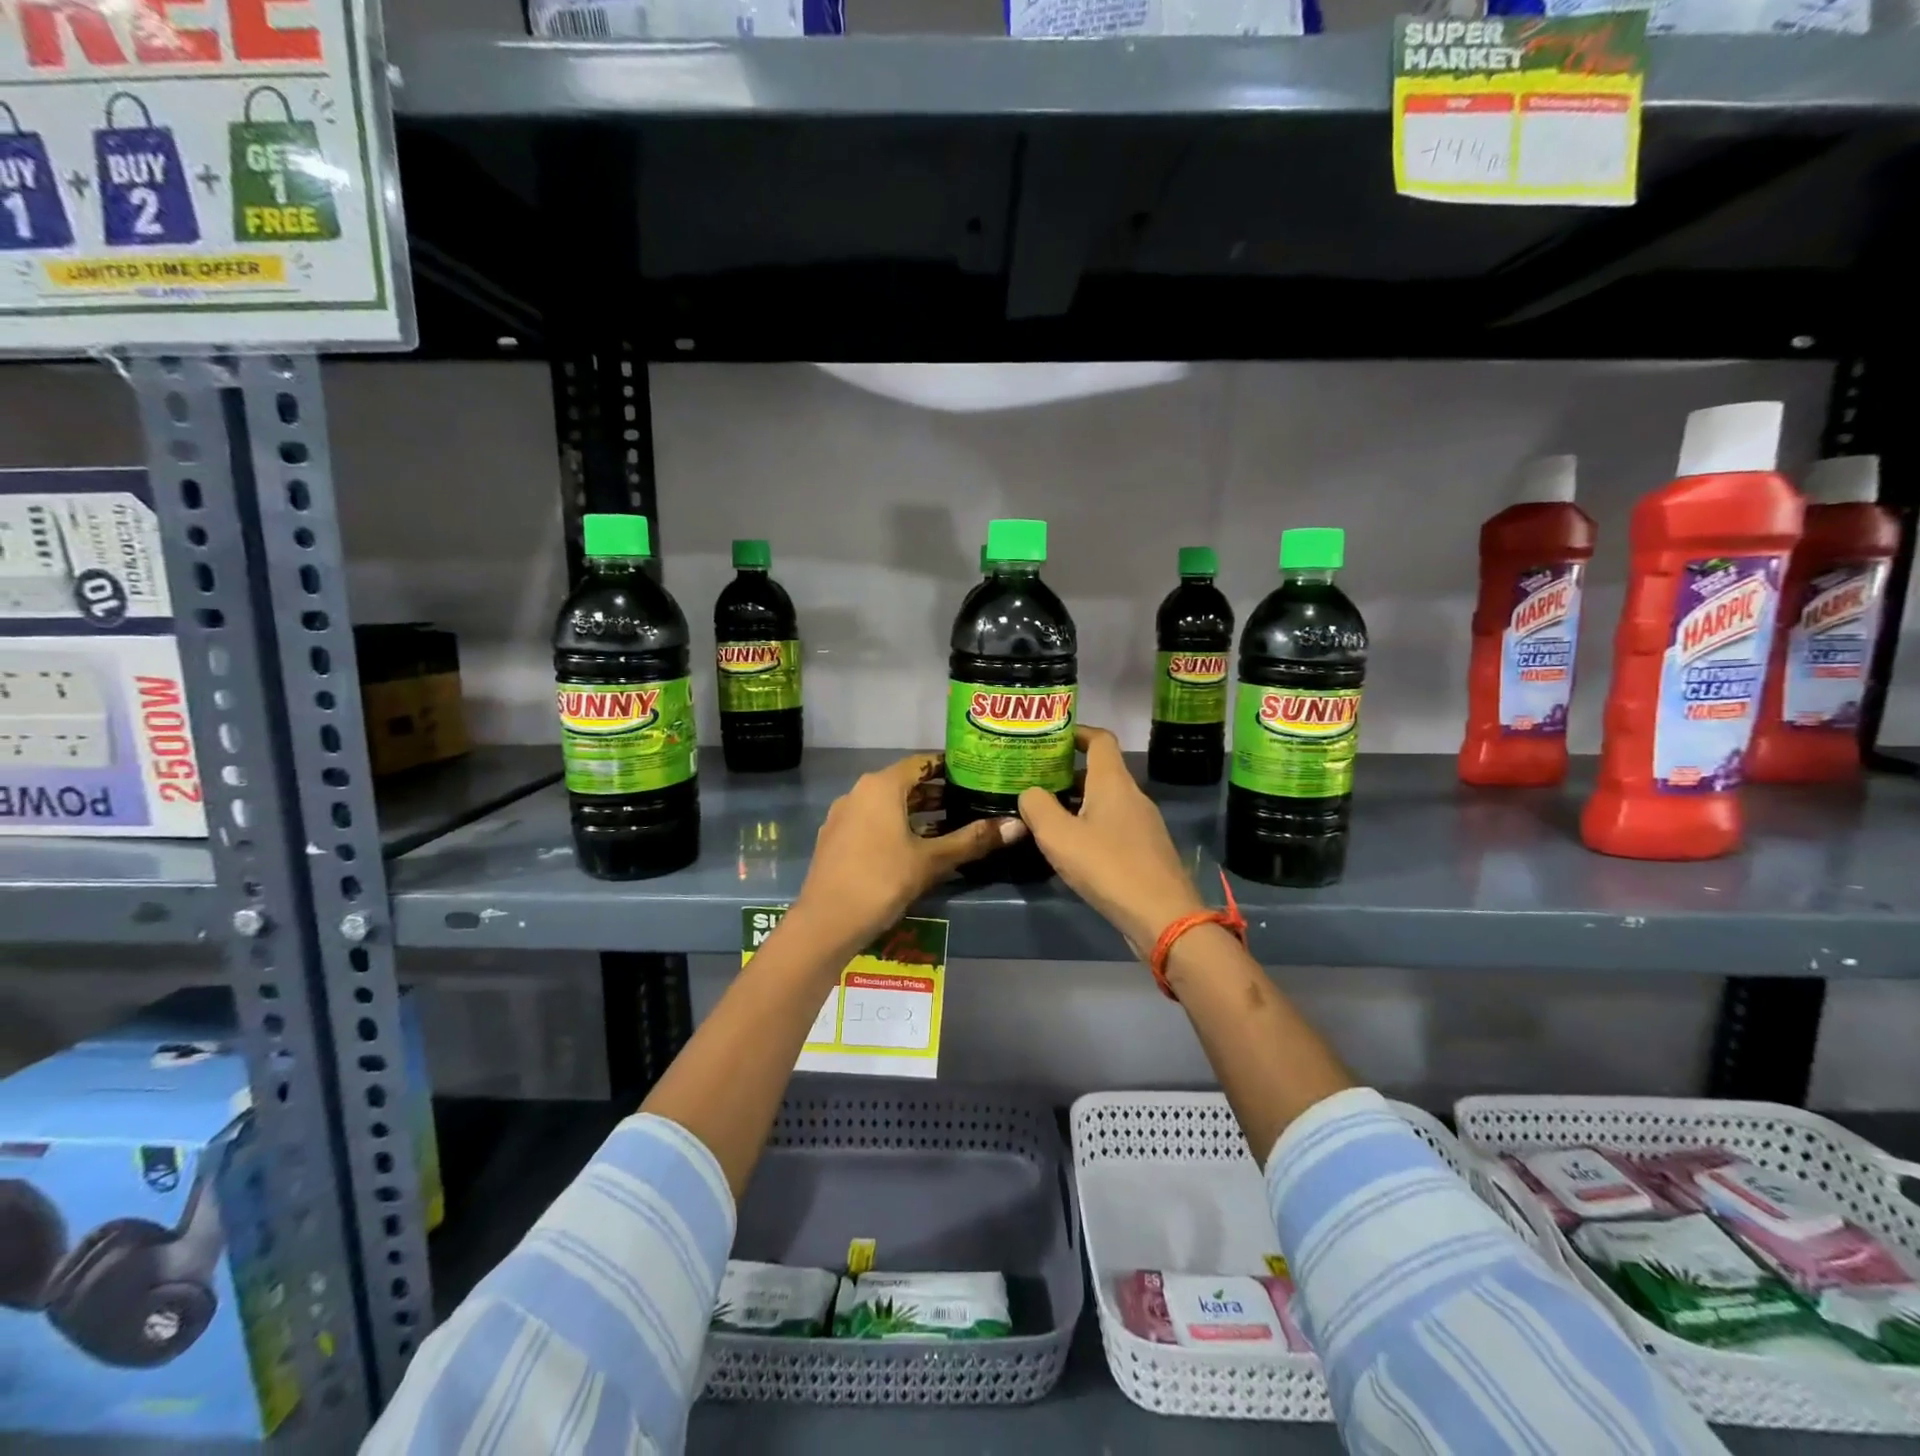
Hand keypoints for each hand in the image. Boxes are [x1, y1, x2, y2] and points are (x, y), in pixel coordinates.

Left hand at [790, 753, 1023, 956]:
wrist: (825, 923)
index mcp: (881, 786)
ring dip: (918, 813)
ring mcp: (843, 816)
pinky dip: (897, 827)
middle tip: (971, 802)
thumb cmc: (881, 880)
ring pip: (888, 806)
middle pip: (905, 784)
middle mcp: (859, 792)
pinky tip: (917, 849)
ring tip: (951, 826)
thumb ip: (972, 840)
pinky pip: (873, 822)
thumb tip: (1018, 826)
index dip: (950, 767)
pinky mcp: (836, 840)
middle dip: (937, 793)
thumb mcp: (931, 860)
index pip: (922, 762)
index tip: (976, 775)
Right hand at [1018, 725, 1205, 954]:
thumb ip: (1037, 807)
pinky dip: (1091, 825)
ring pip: (1106, 800)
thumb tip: (1029, 793)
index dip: (1076, 732)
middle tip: (1035, 781)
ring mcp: (1144, 824)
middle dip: (1067, 773)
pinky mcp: (1146, 850)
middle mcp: (1132, 795)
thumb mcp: (1058, 836)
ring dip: (1077, 802)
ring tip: (1046, 815)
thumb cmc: (1108, 866)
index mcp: (1113, 782)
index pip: (1100, 739)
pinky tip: (1072, 849)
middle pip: (1100, 771)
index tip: (1050, 738)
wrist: (1163, 916)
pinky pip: (1114, 825)